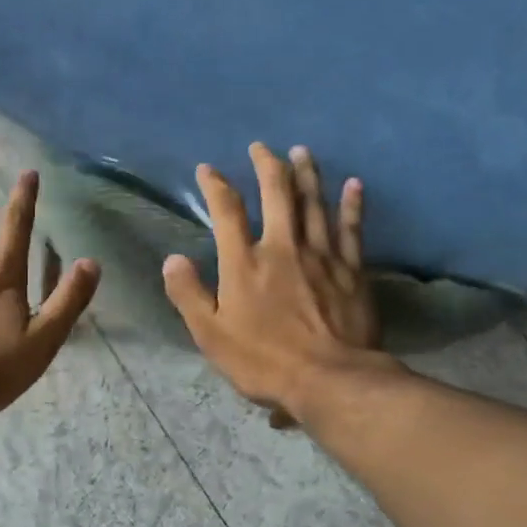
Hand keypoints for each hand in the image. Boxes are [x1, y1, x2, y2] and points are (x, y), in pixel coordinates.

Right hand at [163, 143, 396, 419]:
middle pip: (277, 194)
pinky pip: (351, 228)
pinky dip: (352, 204)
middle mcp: (283, 247)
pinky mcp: (352, 270)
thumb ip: (189, 294)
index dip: (216, 185)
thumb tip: (172, 259)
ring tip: (301, 151)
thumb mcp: (211, 334)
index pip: (227, 211)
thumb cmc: (263, 360)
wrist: (330, 379)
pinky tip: (354, 184)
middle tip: (261, 147)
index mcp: (244, 263)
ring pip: (314, 203)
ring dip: (306, 174)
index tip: (208, 169)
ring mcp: (321, 256)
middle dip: (267, 165)